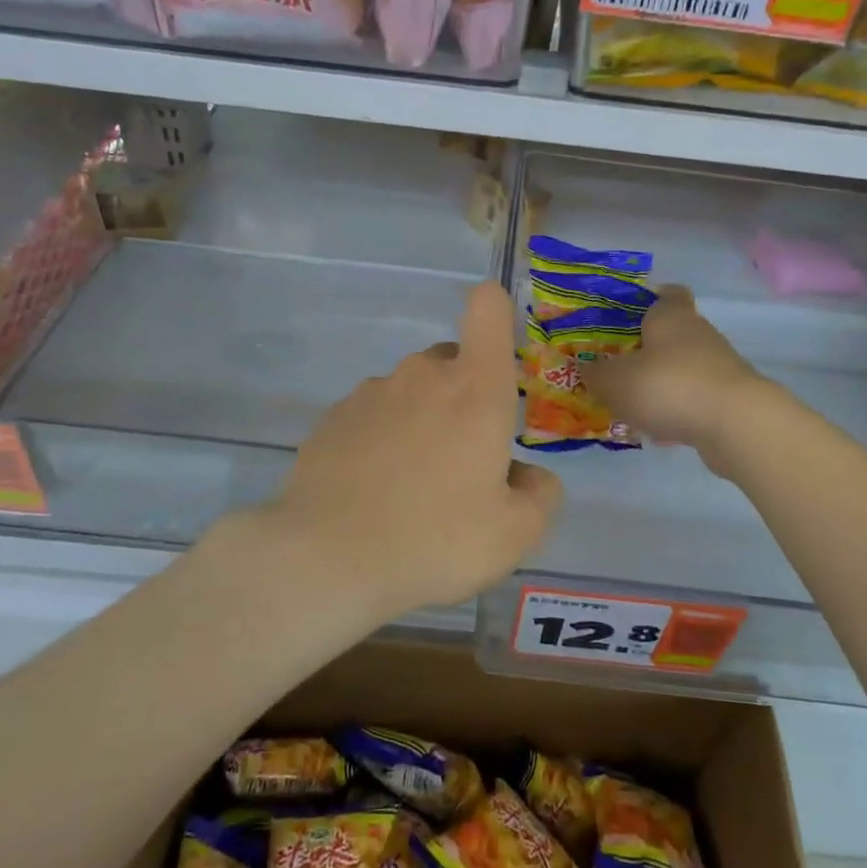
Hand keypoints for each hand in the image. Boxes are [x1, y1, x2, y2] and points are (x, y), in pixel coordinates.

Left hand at [267, 281, 561, 618]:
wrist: (326, 557)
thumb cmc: (436, 538)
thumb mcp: (515, 534)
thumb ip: (540, 495)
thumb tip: (528, 476)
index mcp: (475, 388)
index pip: (488, 309)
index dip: (497, 313)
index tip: (499, 352)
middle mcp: (422, 375)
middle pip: (453, 362)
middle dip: (465, 398)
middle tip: (463, 463)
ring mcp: (371, 393)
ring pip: (411, 392)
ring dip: (421, 423)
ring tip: (413, 489)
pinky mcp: (332, 418)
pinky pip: (373, 417)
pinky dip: (381, 441)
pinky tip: (374, 492)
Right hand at [583, 285, 774, 464]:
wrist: (734, 423)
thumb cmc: (667, 385)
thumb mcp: (615, 381)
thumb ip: (596, 374)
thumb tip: (584, 366)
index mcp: (671, 316)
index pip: (666, 293)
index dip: (648, 300)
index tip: (627, 317)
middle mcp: (698, 333)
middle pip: (671, 334)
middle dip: (646, 351)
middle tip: (616, 368)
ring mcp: (718, 366)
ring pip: (682, 368)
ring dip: (660, 384)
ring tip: (631, 407)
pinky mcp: (729, 398)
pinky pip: (694, 398)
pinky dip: (677, 411)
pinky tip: (658, 432)